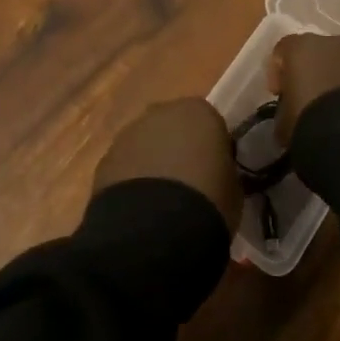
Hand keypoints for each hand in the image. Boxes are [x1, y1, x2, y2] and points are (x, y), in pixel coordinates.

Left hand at [93, 98, 242, 233]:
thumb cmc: (208, 202)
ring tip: (161, 202)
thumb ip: (224, 170)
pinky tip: (140, 209)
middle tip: (188, 183)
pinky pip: (126, 166)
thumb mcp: (234, 187)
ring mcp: (129, 133)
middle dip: (179, 149)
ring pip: (146, 144)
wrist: (155, 228)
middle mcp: (161, 112)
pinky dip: (133, 181)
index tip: (216, 173)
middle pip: (174, 127)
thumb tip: (216, 175)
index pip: (211, 124)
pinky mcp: (105, 158)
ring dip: (153, 163)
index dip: (213, 149)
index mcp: (199, 111)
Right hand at [269, 32, 339, 140]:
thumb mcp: (284, 123)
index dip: (278, 72)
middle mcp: (333, 42)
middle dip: (312, 72)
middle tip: (309, 99)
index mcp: (301, 47)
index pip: (282, 50)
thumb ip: (285, 111)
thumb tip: (289, 116)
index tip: (279, 95)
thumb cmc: (310, 121)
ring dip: (338, 79)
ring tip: (338, 109)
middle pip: (316, 52)